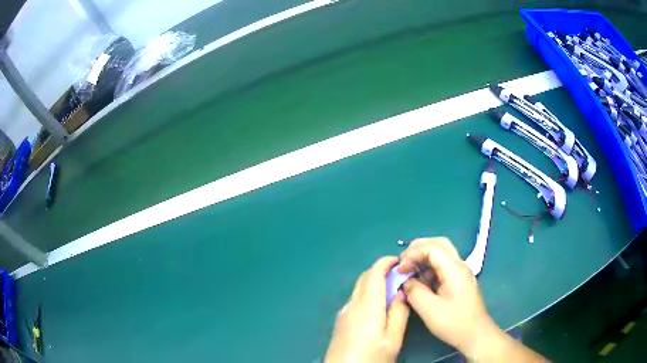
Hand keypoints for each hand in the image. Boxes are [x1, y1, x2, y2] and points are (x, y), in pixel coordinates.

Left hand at [325, 257, 409, 362]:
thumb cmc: (371, 357)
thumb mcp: (393, 339)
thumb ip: (399, 313)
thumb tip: (401, 292)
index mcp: (367, 305)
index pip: (374, 273)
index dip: (386, 262)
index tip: (400, 260)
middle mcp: (352, 304)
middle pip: (364, 278)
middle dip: (381, 270)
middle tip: (399, 275)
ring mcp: (344, 313)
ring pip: (359, 288)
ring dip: (374, 282)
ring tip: (392, 290)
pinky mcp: (341, 321)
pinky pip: (355, 300)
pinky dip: (367, 294)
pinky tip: (378, 306)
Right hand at [398, 237, 498, 357]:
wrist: (475, 334)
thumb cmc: (453, 322)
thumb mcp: (428, 309)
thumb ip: (414, 291)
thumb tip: (406, 281)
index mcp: (454, 269)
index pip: (432, 248)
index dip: (413, 254)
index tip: (400, 268)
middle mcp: (459, 265)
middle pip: (440, 244)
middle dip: (420, 247)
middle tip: (404, 259)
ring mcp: (461, 273)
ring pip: (443, 254)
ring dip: (425, 257)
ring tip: (411, 269)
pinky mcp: (460, 281)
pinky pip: (444, 266)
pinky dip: (431, 267)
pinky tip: (422, 281)